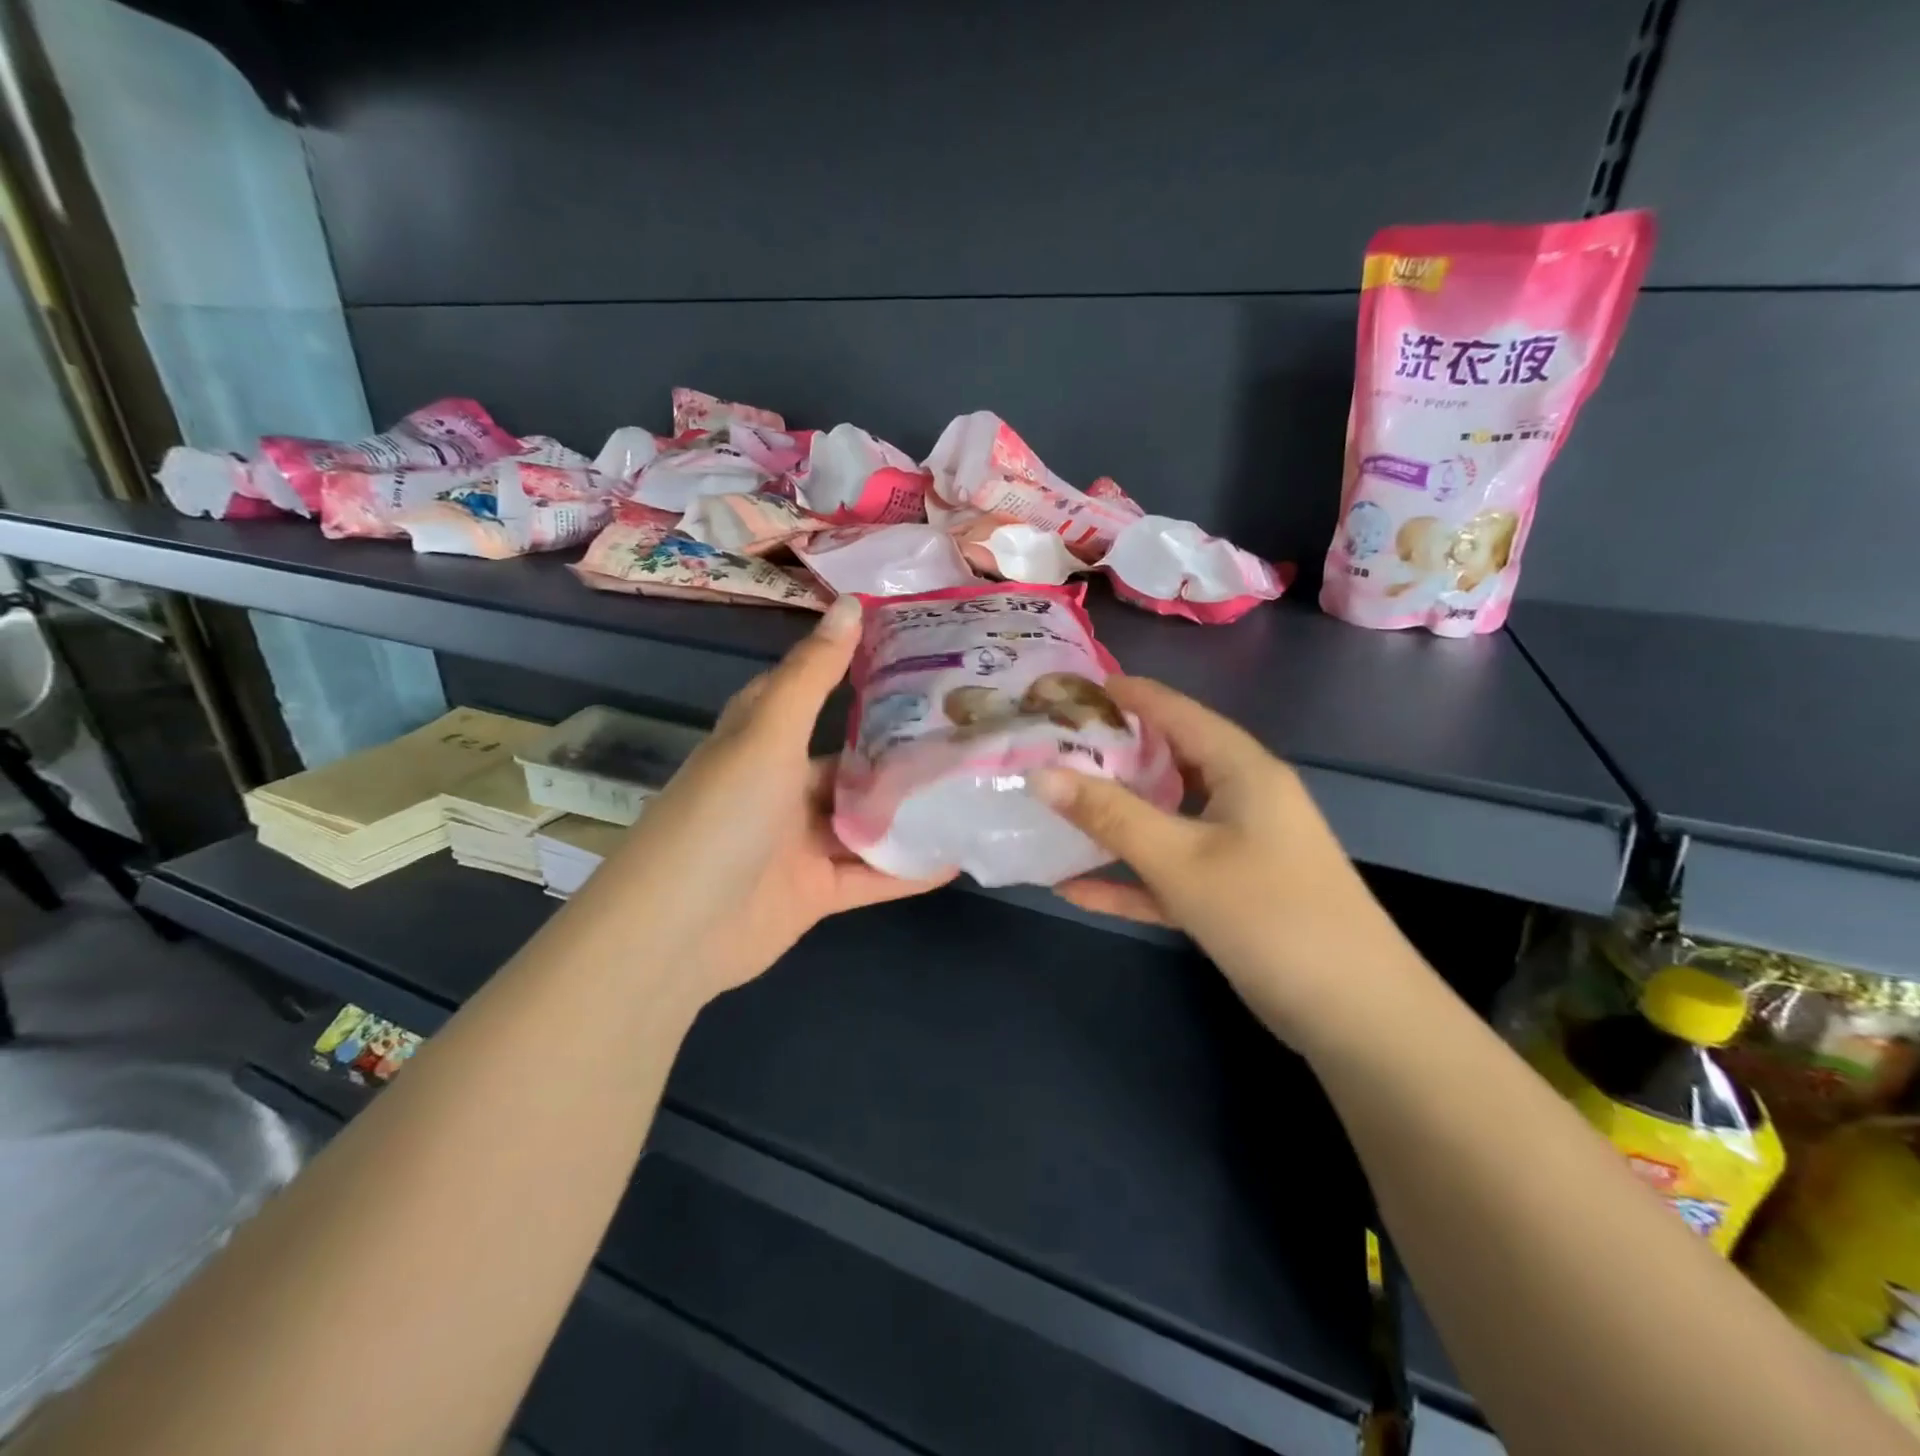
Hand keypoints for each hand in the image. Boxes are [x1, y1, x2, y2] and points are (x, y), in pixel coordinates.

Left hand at [574, 597, 952, 1002]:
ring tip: (974, 790)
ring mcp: (799, 842)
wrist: (677, 931)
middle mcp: (781, 786)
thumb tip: (851, 602)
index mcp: (762, 740)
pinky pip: (871, 876)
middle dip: (901, 751)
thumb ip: (813, 675)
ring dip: (911, 812)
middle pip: (850, 762)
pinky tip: (956, 856)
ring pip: (866, 820)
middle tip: (967, 731)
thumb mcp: (768, 734)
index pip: (813, 694)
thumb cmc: (722, 814)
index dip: (857, 673)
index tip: (918, 659)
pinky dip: (908, 870)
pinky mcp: (816, 891)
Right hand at [1035, 677, 1427, 1051]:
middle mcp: (1240, 798)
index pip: (1175, 711)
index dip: (1124, 695)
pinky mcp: (1228, 894)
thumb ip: (1109, 815)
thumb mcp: (1181, 859)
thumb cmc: (1269, 914)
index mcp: (1241, 770)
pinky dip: (1127, 878)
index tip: (1067, 688)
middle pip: (1166, 762)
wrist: (1354, 1014)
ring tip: (1055, 805)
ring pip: (1164, 819)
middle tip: (1049, 748)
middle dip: (1109, 755)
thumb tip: (1040, 775)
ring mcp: (1235, 848)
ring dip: (1113, 818)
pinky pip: (1168, 872)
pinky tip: (1072, 888)